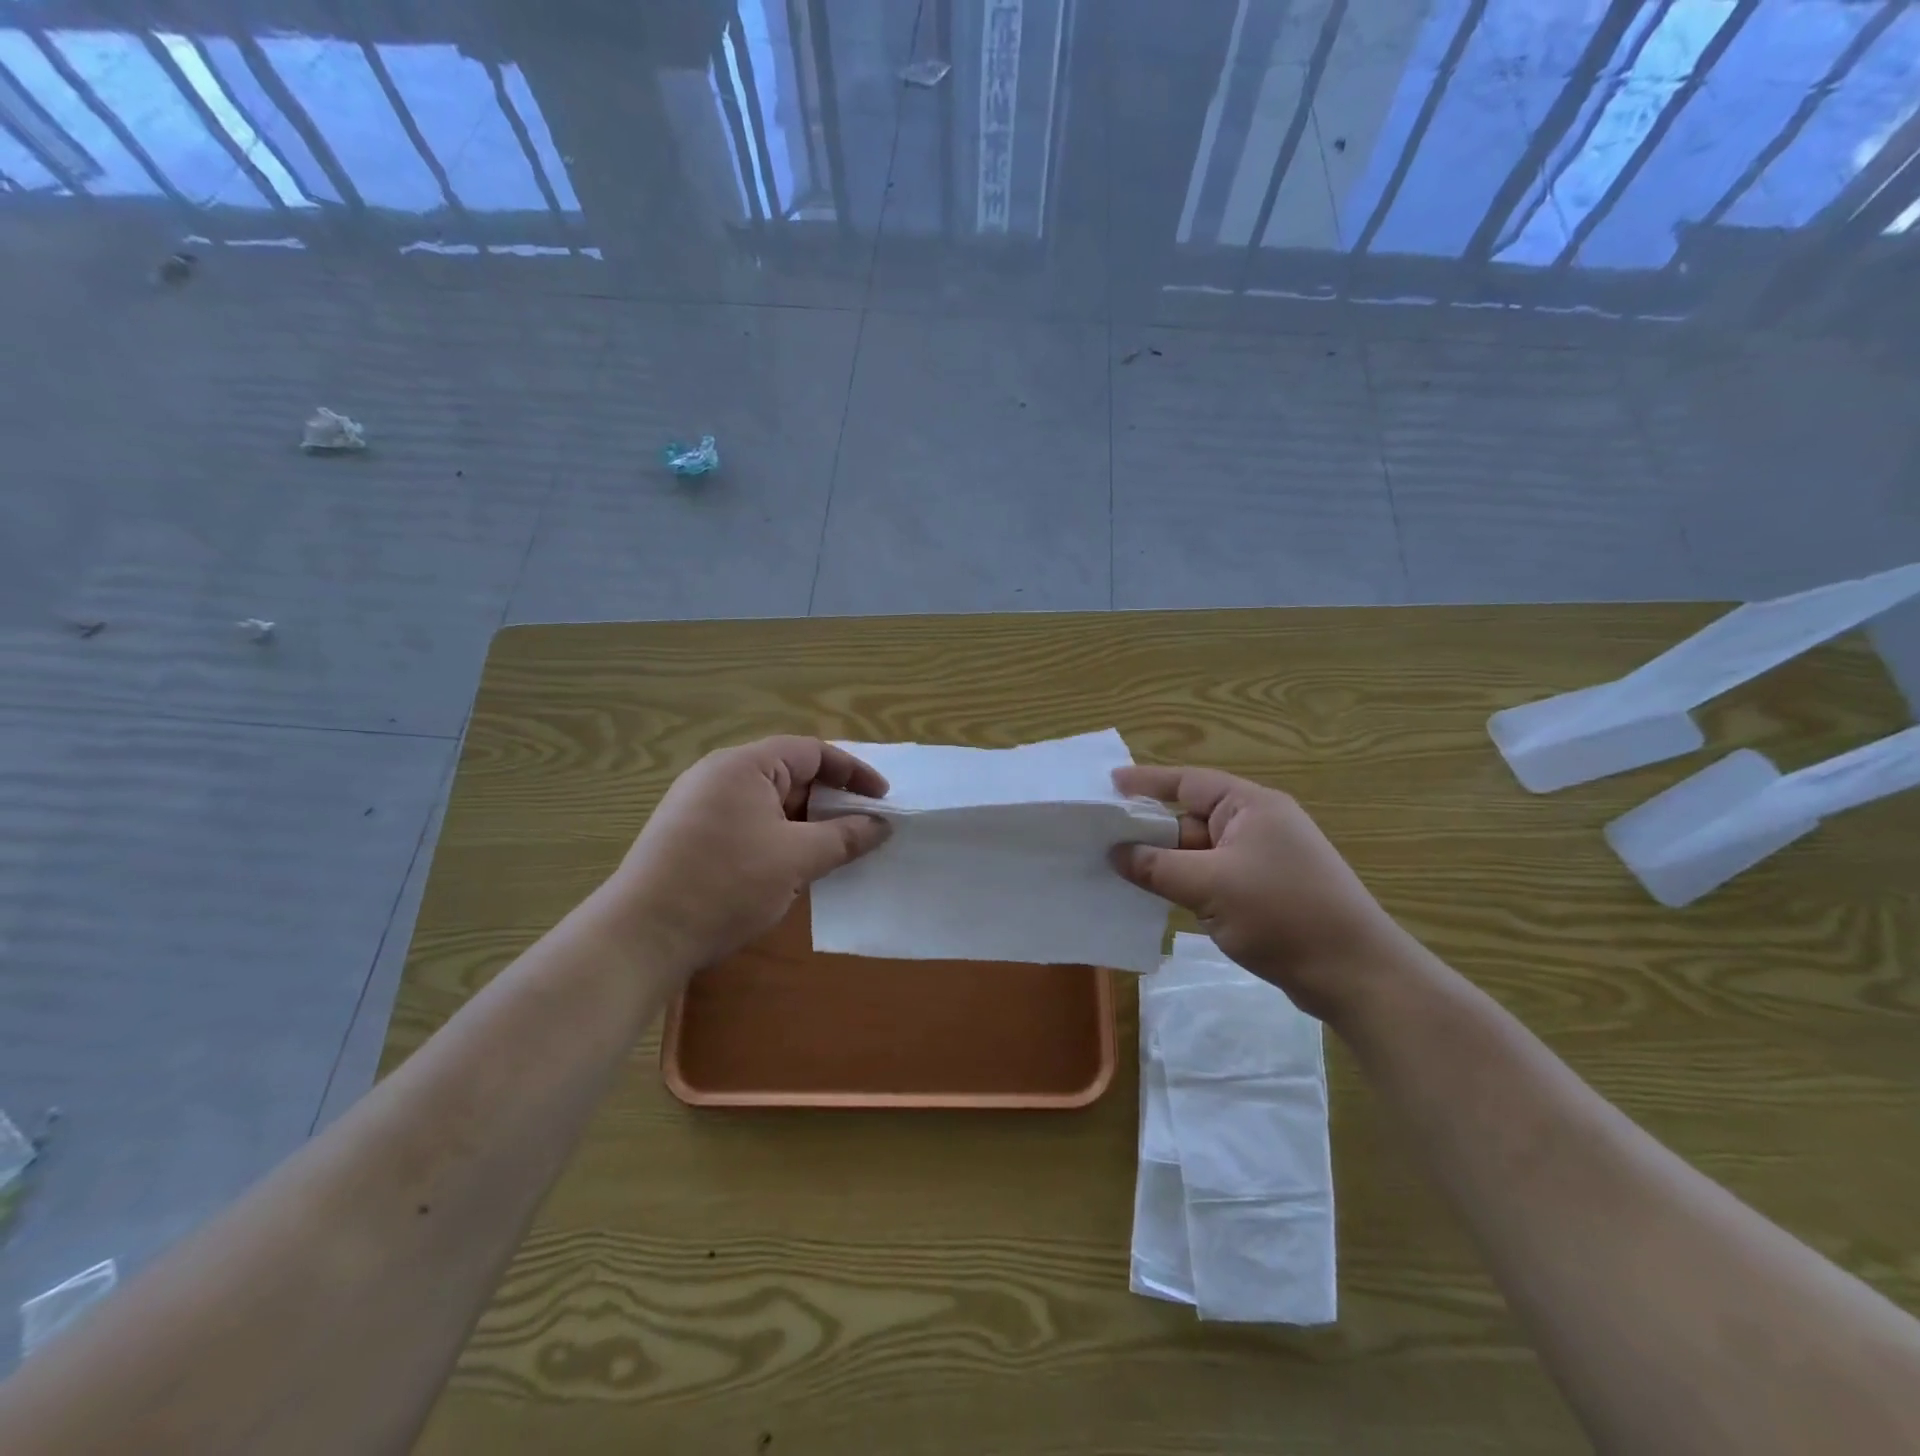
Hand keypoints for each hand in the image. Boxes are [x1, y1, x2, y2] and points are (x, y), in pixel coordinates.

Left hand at [605, 736, 889, 973]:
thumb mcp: (795, 860)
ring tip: (835, 850)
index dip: (853, 772)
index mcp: (744, 766)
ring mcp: (700, 805)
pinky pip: (749, 823)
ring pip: (770, 803)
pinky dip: (779, 837)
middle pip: (790, 774)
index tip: (883, 799)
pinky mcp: (691, 835)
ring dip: (806, 823)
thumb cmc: (724, 885)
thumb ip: (844, 837)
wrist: (640, 937)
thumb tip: (881, 825)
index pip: (812, 752)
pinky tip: (793, 867)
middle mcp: (719, 775)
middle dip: (830, 800)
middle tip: (864, 827)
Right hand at [1111, 765, 1404, 1023]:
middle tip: (1101, 837)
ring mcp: (1263, 860)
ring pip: (1199, 852)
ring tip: (1117, 869)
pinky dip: (1185, 883)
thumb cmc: (1283, 913)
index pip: (1188, 782)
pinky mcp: (1265, 892)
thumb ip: (1157, 866)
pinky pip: (1213, 877)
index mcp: (1251, 806)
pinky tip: (1155, 897)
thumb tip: (1115, 853)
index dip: (1146, 782)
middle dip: (1150, 829)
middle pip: (1191, 818)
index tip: (1109, 784)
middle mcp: (1258, 825)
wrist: (1355, 974)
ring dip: (1165, 861)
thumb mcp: (1210, 886)